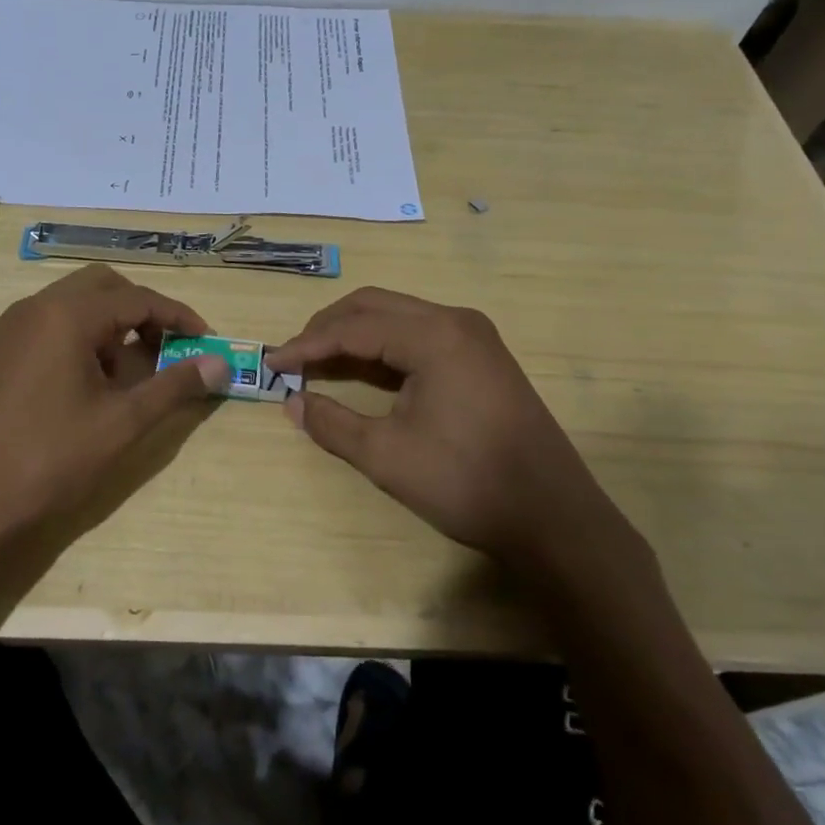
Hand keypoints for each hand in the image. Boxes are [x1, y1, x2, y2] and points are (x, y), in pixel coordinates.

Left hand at [0, 265, 229, 548]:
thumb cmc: (46, 460)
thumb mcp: (120, 424)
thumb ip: (173, 387)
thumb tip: (220, 364)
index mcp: (67, 315)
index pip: (137, 297)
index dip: (179, 316)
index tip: (207, 340)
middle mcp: (36, 308)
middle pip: (104, 288)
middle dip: (142, 312)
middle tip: (168, 350)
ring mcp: (11, 330)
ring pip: (75, 306)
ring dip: (112, 328)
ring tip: (130, 378)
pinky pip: (51, 327)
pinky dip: (82, 340)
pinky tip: (90, 388)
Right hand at [266, 288, 637, 576]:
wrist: (553, 518)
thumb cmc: (466, 483)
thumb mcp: (386, 456)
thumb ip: (332, 423)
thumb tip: (292, 403)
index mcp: (434, 336)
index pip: (353, 327)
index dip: (307, 345)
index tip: (271, 364)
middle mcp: (455, 320)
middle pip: (375, 306)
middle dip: (327, 328)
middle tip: (293, 358)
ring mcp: (474, 337)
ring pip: (398, 316)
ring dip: (355, 334)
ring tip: (319, 363)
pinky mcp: (482, 357)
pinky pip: (419, 335)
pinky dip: (384, 347)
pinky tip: (364, 371)